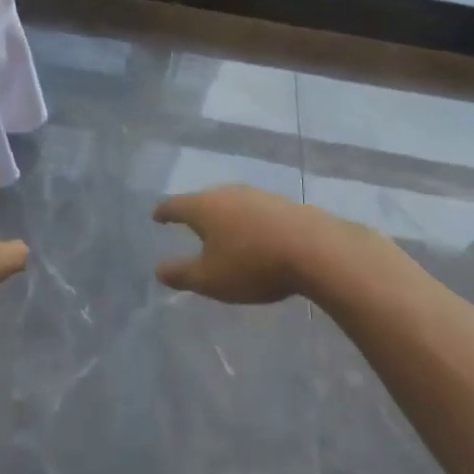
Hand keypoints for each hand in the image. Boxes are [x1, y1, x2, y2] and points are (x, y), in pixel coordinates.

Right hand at [153, 186, 330, 304]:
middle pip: (204, 199)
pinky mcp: (283, 204)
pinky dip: (248, 221)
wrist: (316, 250)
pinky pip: (256, 211)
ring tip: (223, 231)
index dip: (164, 212)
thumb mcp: (210, 279)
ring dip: (225, 216)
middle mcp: (227, 193)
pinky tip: (256, 235)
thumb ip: (181, 274)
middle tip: (189, 223)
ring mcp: (258, 195)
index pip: (175, 205)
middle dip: (195, 212)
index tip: (156, 216)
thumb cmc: (252, 264)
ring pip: (232, 203)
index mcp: (203, 207)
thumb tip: (158, 269)